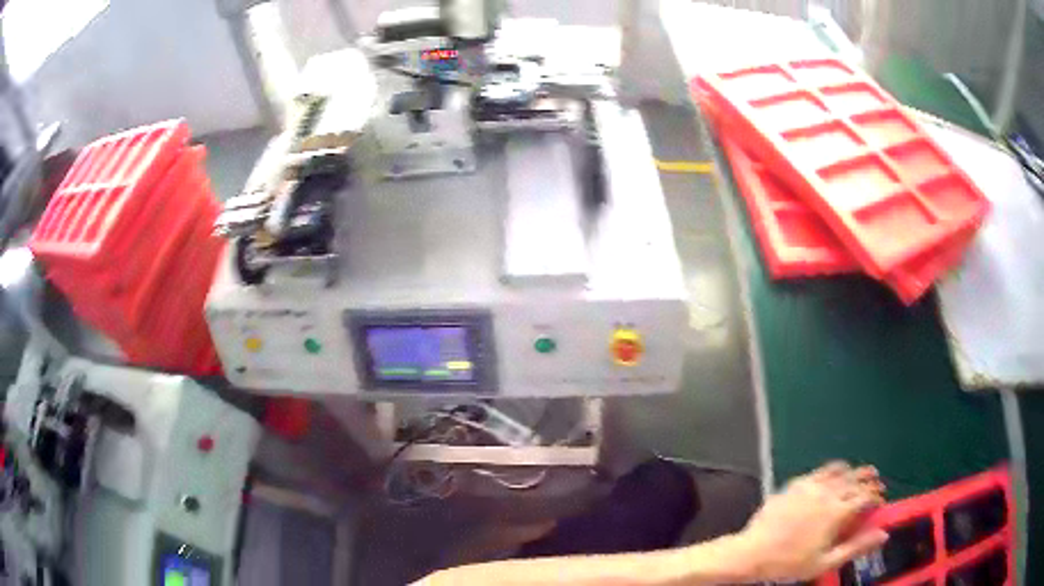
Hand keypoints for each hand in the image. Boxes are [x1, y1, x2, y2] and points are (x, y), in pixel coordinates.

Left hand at [736, 462, 888, 581]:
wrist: (752, 554)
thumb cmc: (789, 563)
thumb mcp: (825, 562)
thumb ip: (856, 548)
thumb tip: (883, 535)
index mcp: (836, 512)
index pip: (865, 497)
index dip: (876, 497)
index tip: (881, 500)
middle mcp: (827, 493)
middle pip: (854, 480)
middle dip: (868, 480)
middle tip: (877, 481)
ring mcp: (809, 486)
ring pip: (839, 471)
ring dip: (853, 471)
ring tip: (861, 473)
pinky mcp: (794, 484)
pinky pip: (819, 471)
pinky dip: (832, 470)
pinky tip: (833, 475)